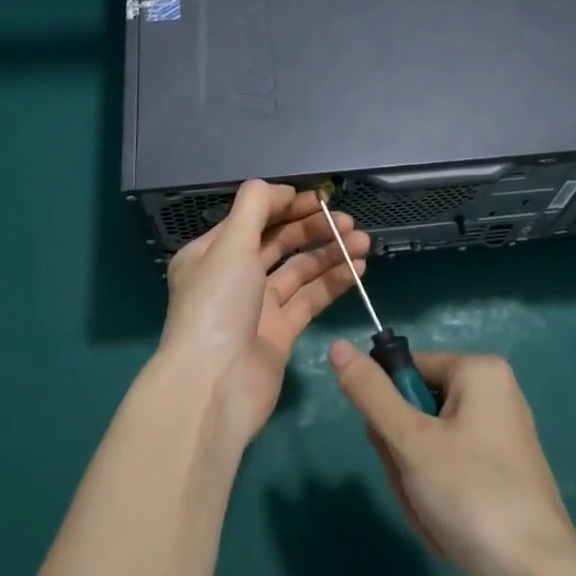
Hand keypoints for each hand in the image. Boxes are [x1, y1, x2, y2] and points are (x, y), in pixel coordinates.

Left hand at [160, 181, 369, 444]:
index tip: (320, 198)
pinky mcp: (280, 333)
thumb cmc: (218, 306)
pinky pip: (310, 299)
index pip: (253, 218)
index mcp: (212, 253)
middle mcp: (234, 276)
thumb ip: (256, 207)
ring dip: (330, 253)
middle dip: (313, 228)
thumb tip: (281, 188)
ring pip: (299, 270)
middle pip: (279, 242)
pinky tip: (358, 268)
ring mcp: (258, 306)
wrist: (214, 387)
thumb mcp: (231, 244)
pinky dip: (333, 282)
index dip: (287, 205)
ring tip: (363, 241)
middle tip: (347, 220)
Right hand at [329, 345, 575, 575]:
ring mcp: (499, 439)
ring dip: (415, 483)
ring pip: (428, 446)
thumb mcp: (410, 440)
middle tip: (413, 487)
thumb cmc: (471, 493)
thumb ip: (370, 393)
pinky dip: (437, 499)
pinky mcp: (501, 478)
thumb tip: (336, 346)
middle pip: (416, 408)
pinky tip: (445, 531)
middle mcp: (493, 395)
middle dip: (402, 455)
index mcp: (479, 371)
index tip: (391, 447)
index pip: (407, 368)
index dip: (388, 407)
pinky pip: (450, 472)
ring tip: (430, 516)